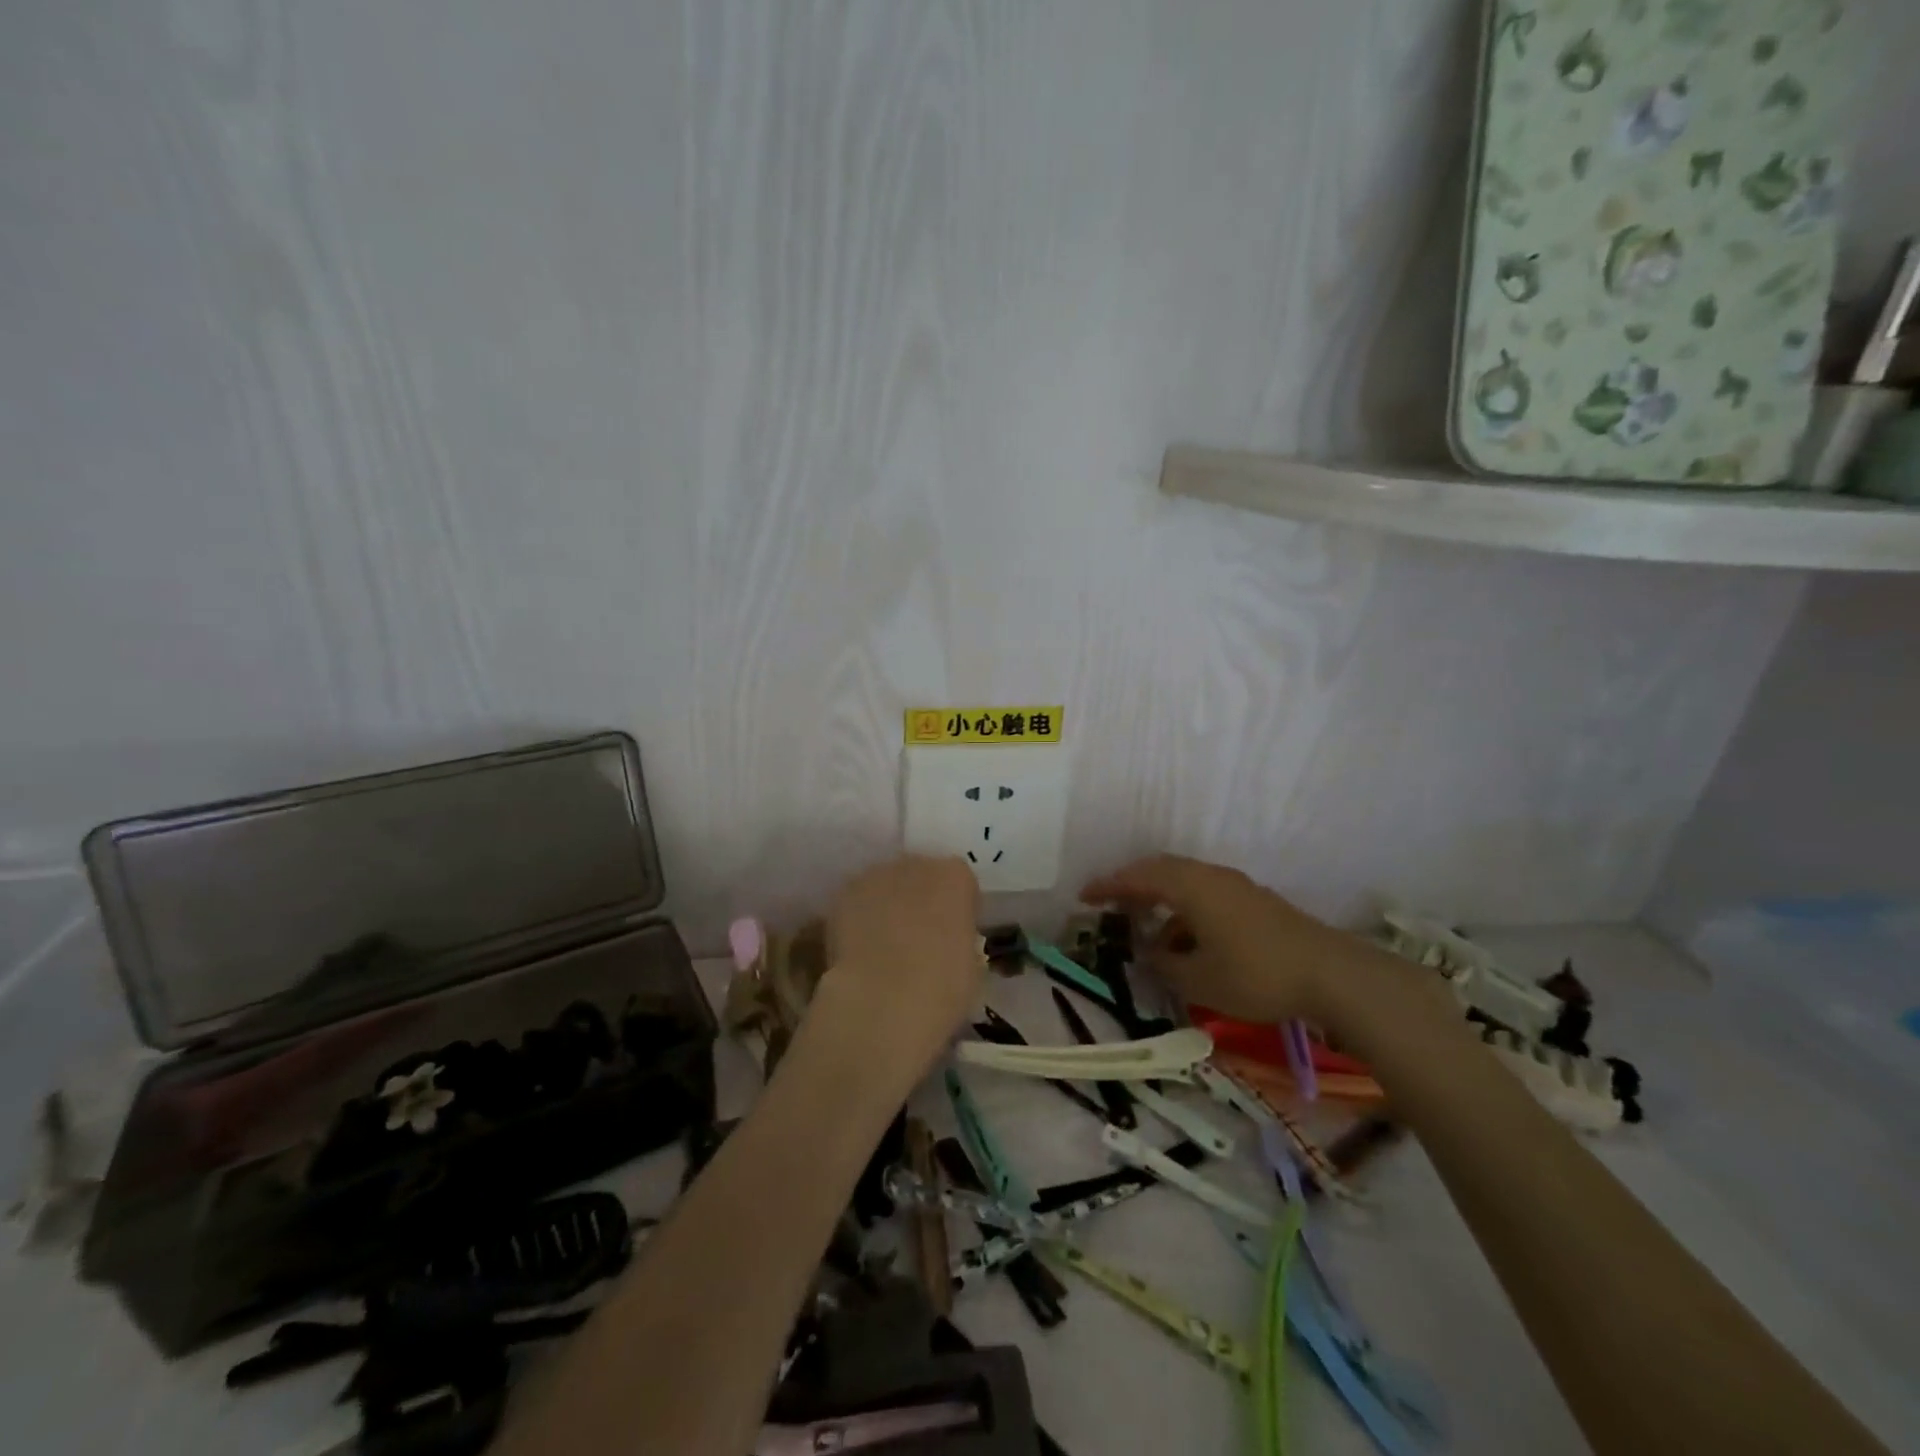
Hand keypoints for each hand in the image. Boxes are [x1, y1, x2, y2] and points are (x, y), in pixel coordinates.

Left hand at [815, 855, 983, 1087]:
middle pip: (920, 875)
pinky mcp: (844, 894)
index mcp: (955, 876)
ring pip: (885, 885)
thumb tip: (946, 940)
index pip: (959, 882)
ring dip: (887, 905)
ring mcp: (876, 875)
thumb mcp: (971, 963)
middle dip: (919, 900)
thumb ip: (959, 936)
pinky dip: (858, 918)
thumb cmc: (942, 986)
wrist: (884, 1000)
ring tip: (882, 944)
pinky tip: (859, 948)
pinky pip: (856, 901)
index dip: (955, 908)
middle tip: (916, 937)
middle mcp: (916, 864)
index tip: (953, 933)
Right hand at [1081, 855, 1378, 1029]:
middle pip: (1162, 871)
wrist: (1331, 974)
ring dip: (1162, 902)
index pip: (1139, 877)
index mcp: (1191, 886)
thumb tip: (1150, 953)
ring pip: (1186, 884)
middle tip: (1109, 904)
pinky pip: (1205, 896)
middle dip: (1133, 886)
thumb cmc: (1255, 973)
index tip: (1084, 896)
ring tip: (1147, 933)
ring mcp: (1236, 887)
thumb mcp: (1199, 979)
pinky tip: (1187, 944)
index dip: (1108, 886)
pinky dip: (1186, 912)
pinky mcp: (1254, 902)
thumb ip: (1165, 964)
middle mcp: (1210, 877)